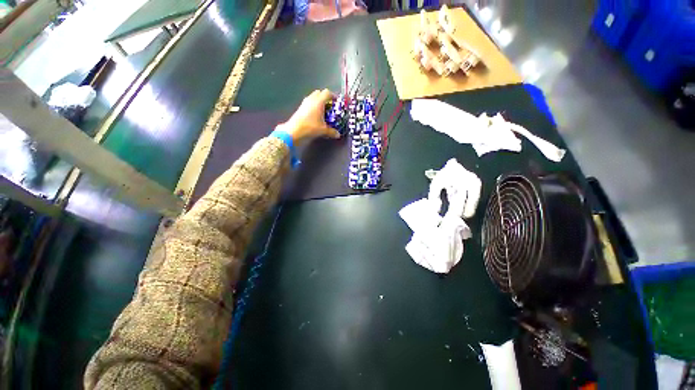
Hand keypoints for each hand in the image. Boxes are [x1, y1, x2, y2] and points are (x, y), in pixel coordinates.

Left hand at [277, 89, 339, 143]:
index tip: (336, 101)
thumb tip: (338, 135)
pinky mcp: (300, 108)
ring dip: (318, 101)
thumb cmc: (310, 127)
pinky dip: (313, 105)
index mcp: (319, 101)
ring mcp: (304, 103)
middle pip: (319, 93)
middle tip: (329, 105)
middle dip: (325, 97)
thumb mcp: (323, 130)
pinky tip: (315, 114)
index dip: (333, 96)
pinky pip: (308, 102)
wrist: (294, 131)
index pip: (327, 93)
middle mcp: (311, 99)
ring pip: (313, 97)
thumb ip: (331, 132)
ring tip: (323, 110)